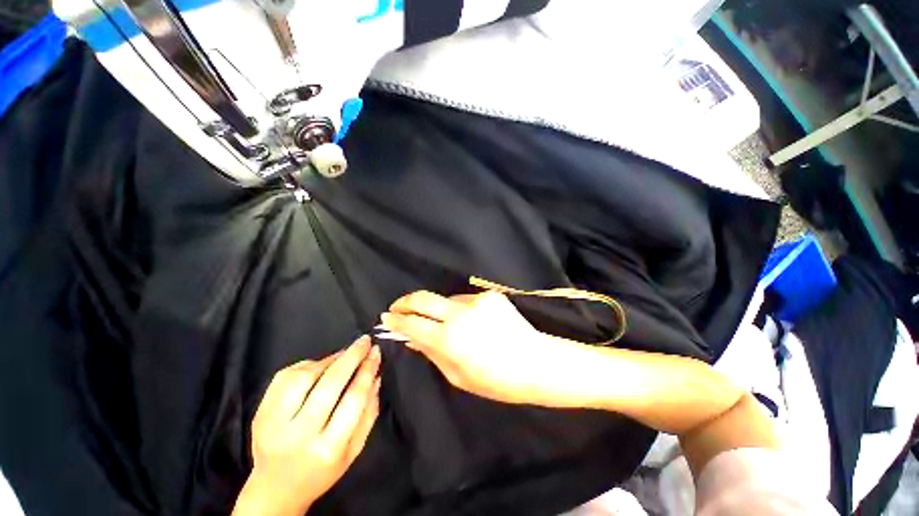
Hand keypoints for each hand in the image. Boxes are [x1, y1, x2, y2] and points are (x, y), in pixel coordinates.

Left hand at [233, 337, 380, 515]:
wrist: (275, 489)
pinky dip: (306, 365)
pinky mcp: (260, 413)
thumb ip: (369, 412)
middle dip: (351, 356)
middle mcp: (299, 434)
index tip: (376, 352)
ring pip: (304, 376)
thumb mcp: (354, 450)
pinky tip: (318, 367)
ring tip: (343, 356)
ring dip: (329, 360)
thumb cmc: (322, 470)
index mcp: (328, 448)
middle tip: (364, 341)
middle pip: (329, 384)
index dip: (367, 370)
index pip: (353, 398)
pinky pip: (285, 377)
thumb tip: (377, 376)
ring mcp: (274, 423)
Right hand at [382, 291, 589, 406]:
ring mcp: (476, 300)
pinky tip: (474, 323)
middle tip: (398, 307)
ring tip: (449, 326)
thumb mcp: (457, 375)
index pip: (412, 323)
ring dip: (440, 310)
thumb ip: (431, 353)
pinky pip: (466, 301)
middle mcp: (460, 313)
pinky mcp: (489, 295)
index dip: (396, 320)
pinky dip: (462, 311)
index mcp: (450, 339)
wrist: (535, 362)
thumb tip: (411, 337)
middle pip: (423, 297)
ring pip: (446, 300)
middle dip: (405, 301)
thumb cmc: (495, 380)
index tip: (386, 318)